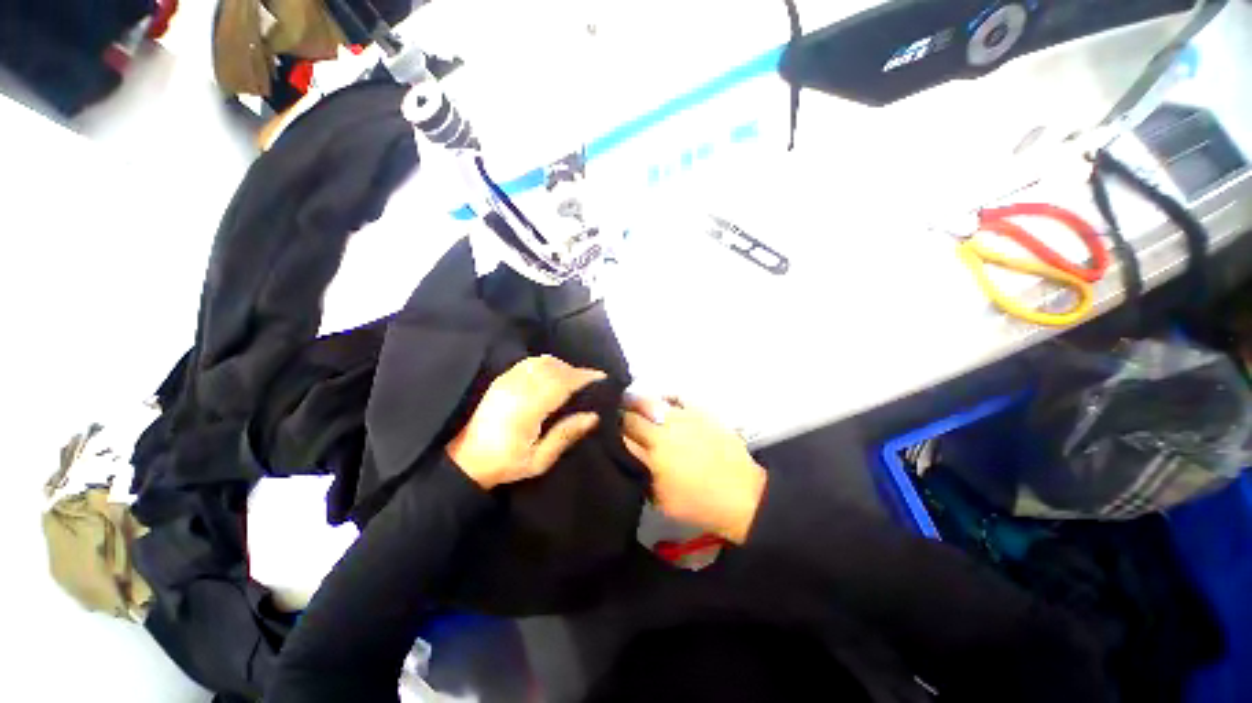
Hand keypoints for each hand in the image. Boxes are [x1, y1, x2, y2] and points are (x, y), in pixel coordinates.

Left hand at [449, 356, 605, 489]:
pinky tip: (554, 375)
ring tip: (575, 379)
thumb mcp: (539, 460)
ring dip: (563, 366)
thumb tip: (593, 416)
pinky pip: (530, 362)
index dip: (584, 377)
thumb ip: (566, 435)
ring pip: (543, 362)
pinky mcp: (502, 379)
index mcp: (527, 409)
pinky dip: (548, 364)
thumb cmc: (506, 464)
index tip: (602, 378)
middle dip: (577, 371)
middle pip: (555, 368)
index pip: (562, 383)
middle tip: (592, 381)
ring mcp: (507, 380)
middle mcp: (518, 388)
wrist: (465, 460)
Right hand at [622, 397, 765, 543]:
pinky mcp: (700, 412)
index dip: (611, 429)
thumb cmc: (698, 503)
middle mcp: (665, 428)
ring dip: (638, 404)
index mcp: (653, 450)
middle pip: (633, 414)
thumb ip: (640, 472)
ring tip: (633, 405)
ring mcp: (683, 417)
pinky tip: (661, 402)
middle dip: (620, 415)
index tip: (606, 430)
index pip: (623, 432)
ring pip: (652, 402)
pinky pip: (677, 397)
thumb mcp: (661, 498)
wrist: (741, 494)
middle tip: (615, 417)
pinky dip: (665, 398)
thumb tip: (627, 453)